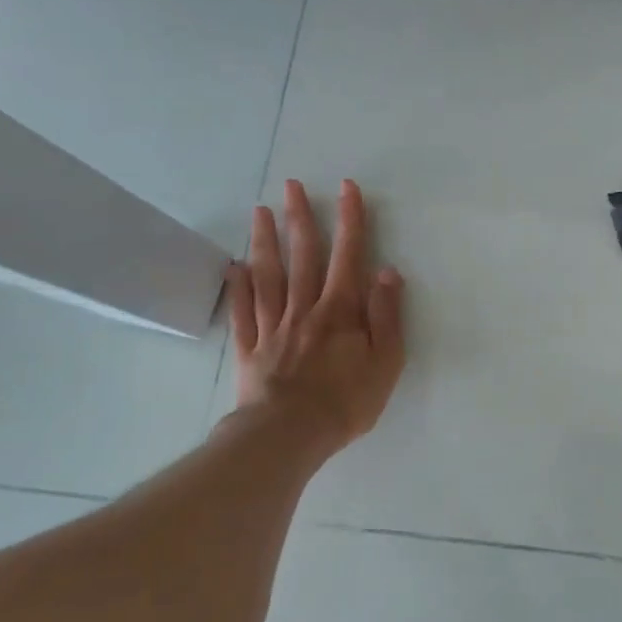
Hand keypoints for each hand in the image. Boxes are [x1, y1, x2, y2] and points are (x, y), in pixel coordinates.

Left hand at [226, 178, 404, 450]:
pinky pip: (243, 311)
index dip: (350, 220)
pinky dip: (238, 287)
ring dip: (265, 241)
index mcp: (340, 310)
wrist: (289, 435)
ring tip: (260, 212)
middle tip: (291, 185)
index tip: (347, 188)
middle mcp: (305, 308)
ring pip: (269, 275)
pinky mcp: (251, 348)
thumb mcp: (386, 361)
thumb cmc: (346, 401)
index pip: (348, 255)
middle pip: (302, 256)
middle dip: (300, 218)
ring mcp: (273, 326)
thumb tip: (387, 271)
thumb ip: (386, 314)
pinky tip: (234, 267)